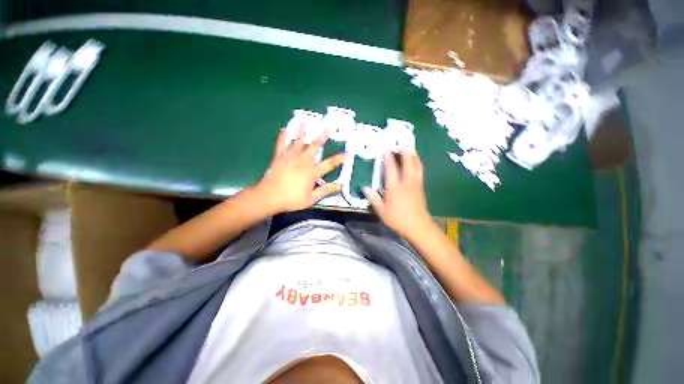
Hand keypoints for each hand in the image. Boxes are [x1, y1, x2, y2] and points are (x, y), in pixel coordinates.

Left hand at [255, 125, 345, 213]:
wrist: (268, 197)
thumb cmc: (291, 200)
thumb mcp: (311, 199)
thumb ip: (325, 191)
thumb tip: (339, 186)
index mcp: (312, 172)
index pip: (329, 164)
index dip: (339, 159)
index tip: (347, 154)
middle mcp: (302, 161)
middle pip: (314, 147)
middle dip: (322, 137)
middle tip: (327, 128)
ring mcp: (290, 157)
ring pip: (298, 141)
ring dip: (302, 131)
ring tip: (304, 121)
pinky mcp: (279, 157)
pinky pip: (281, 144)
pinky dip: (283, 136)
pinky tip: (283, 129)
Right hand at [363, 151, 433, 239]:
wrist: (418, 226)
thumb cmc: (398, 219)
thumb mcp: (381, 211)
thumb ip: (373, 198)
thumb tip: (364, 187)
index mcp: (395, 187)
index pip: (391, 169)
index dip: (388, 157)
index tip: (386, 147)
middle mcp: (406, 182)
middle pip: (407, 163)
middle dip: (405, 150)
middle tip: (404, 140)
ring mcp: (415, 184)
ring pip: (416, 165)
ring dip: (413, 155)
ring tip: (411, 147)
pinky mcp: (421, 187)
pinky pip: (420, 171)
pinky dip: (418, 163)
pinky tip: (417, 161)